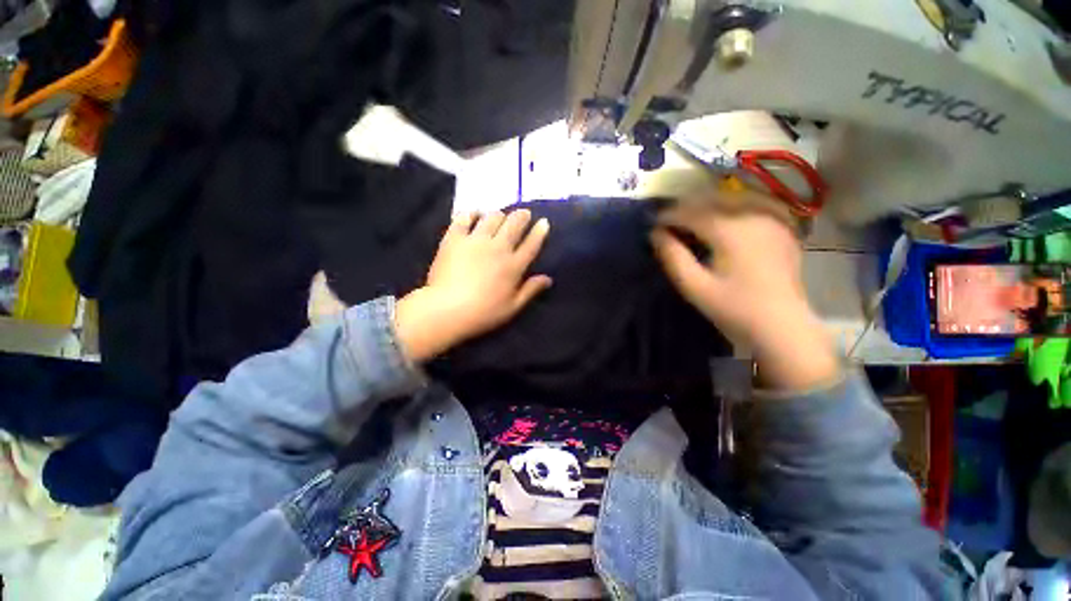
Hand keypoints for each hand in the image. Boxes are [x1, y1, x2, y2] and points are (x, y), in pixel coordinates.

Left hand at [395, 210, 551, 362]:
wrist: (447, 310)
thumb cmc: (483, 313)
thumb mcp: (512, 307)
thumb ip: (531, 290)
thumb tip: (548, 278)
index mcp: (513, 265)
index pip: (532, 243)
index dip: (539, 231)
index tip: (544, 222)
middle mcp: (498, 247)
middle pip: (514, 224)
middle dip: (522, 216)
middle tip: (524, 214)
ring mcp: (475, 240)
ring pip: (492, 217)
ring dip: (499, 214)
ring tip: (500, 216)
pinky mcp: (454, 238)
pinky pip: (464, 218)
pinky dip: (471, 214)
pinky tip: (474, 215)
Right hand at [650, 196, 837, 388]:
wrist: (783, 325)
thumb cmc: (734, 309)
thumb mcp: (694, 287)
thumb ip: (672, 257)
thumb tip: (655, 233)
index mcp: (730, 231)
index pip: (691, 212)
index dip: (668, 216)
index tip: (652, 224)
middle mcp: (752, 216)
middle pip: (711, 200)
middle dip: (686, 208)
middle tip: (668, 223)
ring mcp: (772, 219)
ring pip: (731, 199)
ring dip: (707, 206)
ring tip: (691, 221)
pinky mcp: (782, 227)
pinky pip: (751, 205)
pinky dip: (730, 208)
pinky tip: (722, 221)